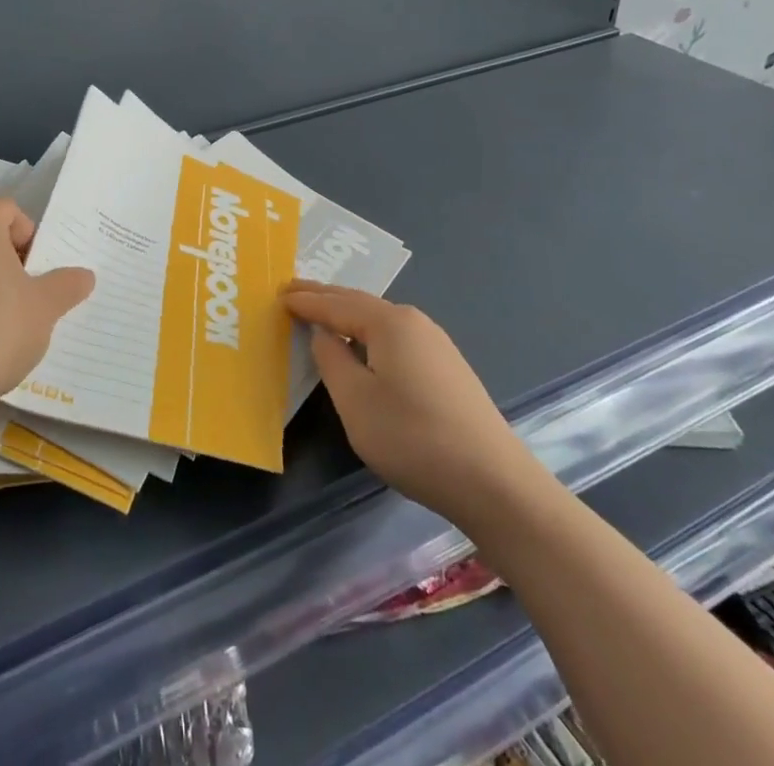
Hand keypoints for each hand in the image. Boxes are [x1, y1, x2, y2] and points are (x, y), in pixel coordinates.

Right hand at [283, 281, 530, 515]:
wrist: (495, 484)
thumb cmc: (413, 438)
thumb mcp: (355, 401)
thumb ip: (331, 360)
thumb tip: (324, 334)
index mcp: (389, 322)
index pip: (335, 305)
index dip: (305, 301)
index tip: (278, 294)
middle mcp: (414, 322)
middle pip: (359, 303)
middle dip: (325, 298)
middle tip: (293, 290)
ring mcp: (435, 344)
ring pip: (379, 320)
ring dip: (347, 314)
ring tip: (321, 313)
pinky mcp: (447, 368)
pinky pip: (395, 338)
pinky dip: (368, 333)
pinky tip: (362, 346)